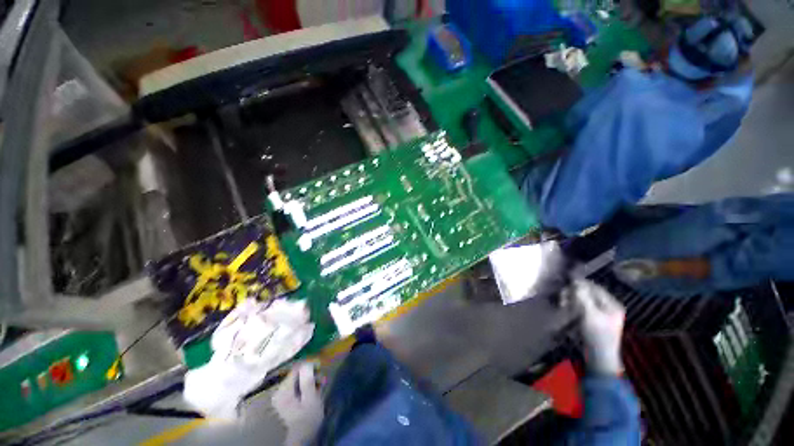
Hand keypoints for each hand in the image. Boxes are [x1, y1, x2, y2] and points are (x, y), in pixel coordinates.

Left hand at [271, 362, 323, 445]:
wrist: (302, 436)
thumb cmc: (308, 417)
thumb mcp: (311, 398)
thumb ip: (307, 380)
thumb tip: (307, 362)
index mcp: (284, 389)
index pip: (297, 368)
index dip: (309, 365)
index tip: (320, 367)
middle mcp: (280, 390)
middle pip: (297, 373)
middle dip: (311, 373)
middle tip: (322, 378)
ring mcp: (281, 395)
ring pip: (298, 379)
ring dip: (309, 379)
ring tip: (320, 384)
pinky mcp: (285, 399)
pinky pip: (296, 385)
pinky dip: (305, 385)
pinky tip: (313, 389)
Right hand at [570, 279, 625, 375]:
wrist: (599, 357)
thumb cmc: (597, 335)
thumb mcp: (590, 314)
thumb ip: (583, 296)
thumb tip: (575, 281)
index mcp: (612, 304)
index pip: (595, 287)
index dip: (581, 284)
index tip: (566, 282)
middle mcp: (608, 307)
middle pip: (588, 293)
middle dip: (574, 293)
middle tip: (563, 296)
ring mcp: (600, 314)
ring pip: (583, 300)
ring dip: (571, 299)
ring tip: (563, 303)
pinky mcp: (592, 320)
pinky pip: (581, 307)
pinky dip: (573, 306)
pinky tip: (566, 308)